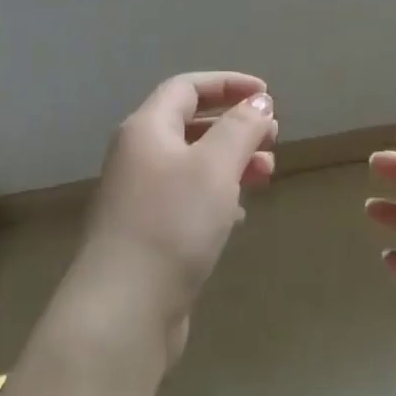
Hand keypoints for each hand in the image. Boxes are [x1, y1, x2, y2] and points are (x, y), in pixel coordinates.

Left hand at [63, 72, 276, 367]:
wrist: (122, 311)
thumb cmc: (171, 224)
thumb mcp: (215, 166)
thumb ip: (240, 128)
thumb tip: (259, 102)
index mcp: (146, 129)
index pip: (187, 87)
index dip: (228, 84)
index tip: (266, 94)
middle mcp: (137, 156)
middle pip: (190, 124)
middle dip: (235, 126)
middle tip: (273, 137)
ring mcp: (138, 197)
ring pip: (192, 164)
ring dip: (231, 162)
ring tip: (266, 174)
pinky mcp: (146, 235)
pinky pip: (187, 199)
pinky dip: (217, 195)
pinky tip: (238, 213)